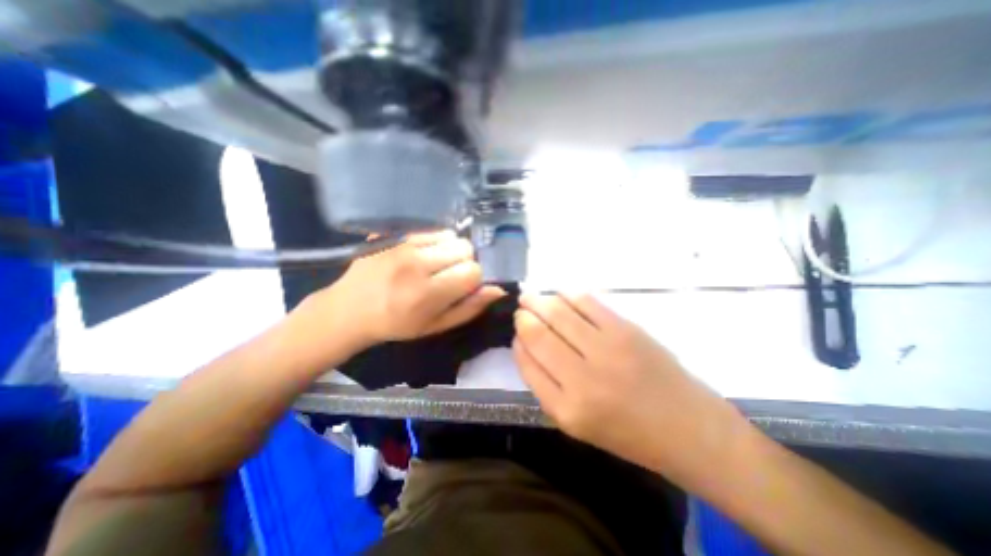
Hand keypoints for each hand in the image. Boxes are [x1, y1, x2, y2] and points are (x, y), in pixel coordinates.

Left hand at [310, 230, 504, 346]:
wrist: (349, 310)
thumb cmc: (395, 325)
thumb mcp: (435, 326)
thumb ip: (469, 308)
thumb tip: (498, 290)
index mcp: (428, 293)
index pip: (473, 271)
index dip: (473, 280)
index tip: (462, 288)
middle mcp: (418, 264)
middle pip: (465, 249)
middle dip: (465, 263)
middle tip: (449, 277)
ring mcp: (404, 245)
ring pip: (451, 237)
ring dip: (450, 251)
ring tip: (435, 266)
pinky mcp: (395, 236)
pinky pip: (431, 231)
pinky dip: (436, 243)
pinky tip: (423, 256)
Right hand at [516, 295, 746, 482]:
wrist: (688, 427)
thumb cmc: (627, 431)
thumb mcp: (576, 422)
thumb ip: (545, 385)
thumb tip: (525, 344)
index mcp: (567, 409)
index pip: (528, 363)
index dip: (518, 342)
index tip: (517, 332)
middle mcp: (583, 378)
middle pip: (539, 334)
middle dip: (524, 316)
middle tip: (521, 309)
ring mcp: (607, 349)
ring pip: (558, 313)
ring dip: (539, 300)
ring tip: (531, 296)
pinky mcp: (626, 330)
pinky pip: (586, 302)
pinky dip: (567, 294)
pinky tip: (560, 294)